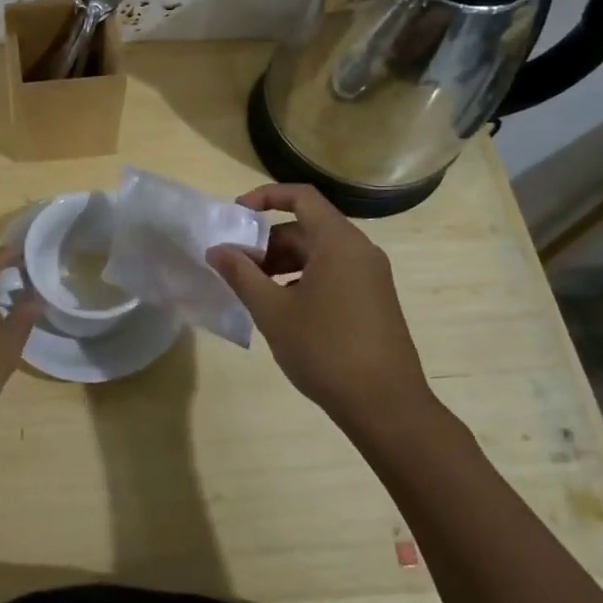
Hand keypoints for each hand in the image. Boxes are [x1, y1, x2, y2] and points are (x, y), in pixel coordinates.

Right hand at [209, 184, 431, 432]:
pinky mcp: (374, 300)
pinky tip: (284, 311)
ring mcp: (371, 276)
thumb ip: (241, 274)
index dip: (265, 197)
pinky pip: (334, 273)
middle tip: (238, 268)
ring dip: (283, 264)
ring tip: (256, 293)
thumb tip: (217, 250)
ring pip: (319, 253)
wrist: (386, 406)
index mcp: (338, 242)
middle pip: (307, 227)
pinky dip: (304, 279)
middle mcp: (359, 250)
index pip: (301, 197)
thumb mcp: (272, 311)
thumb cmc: (325, 350)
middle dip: (268, 242)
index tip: (235, 217)